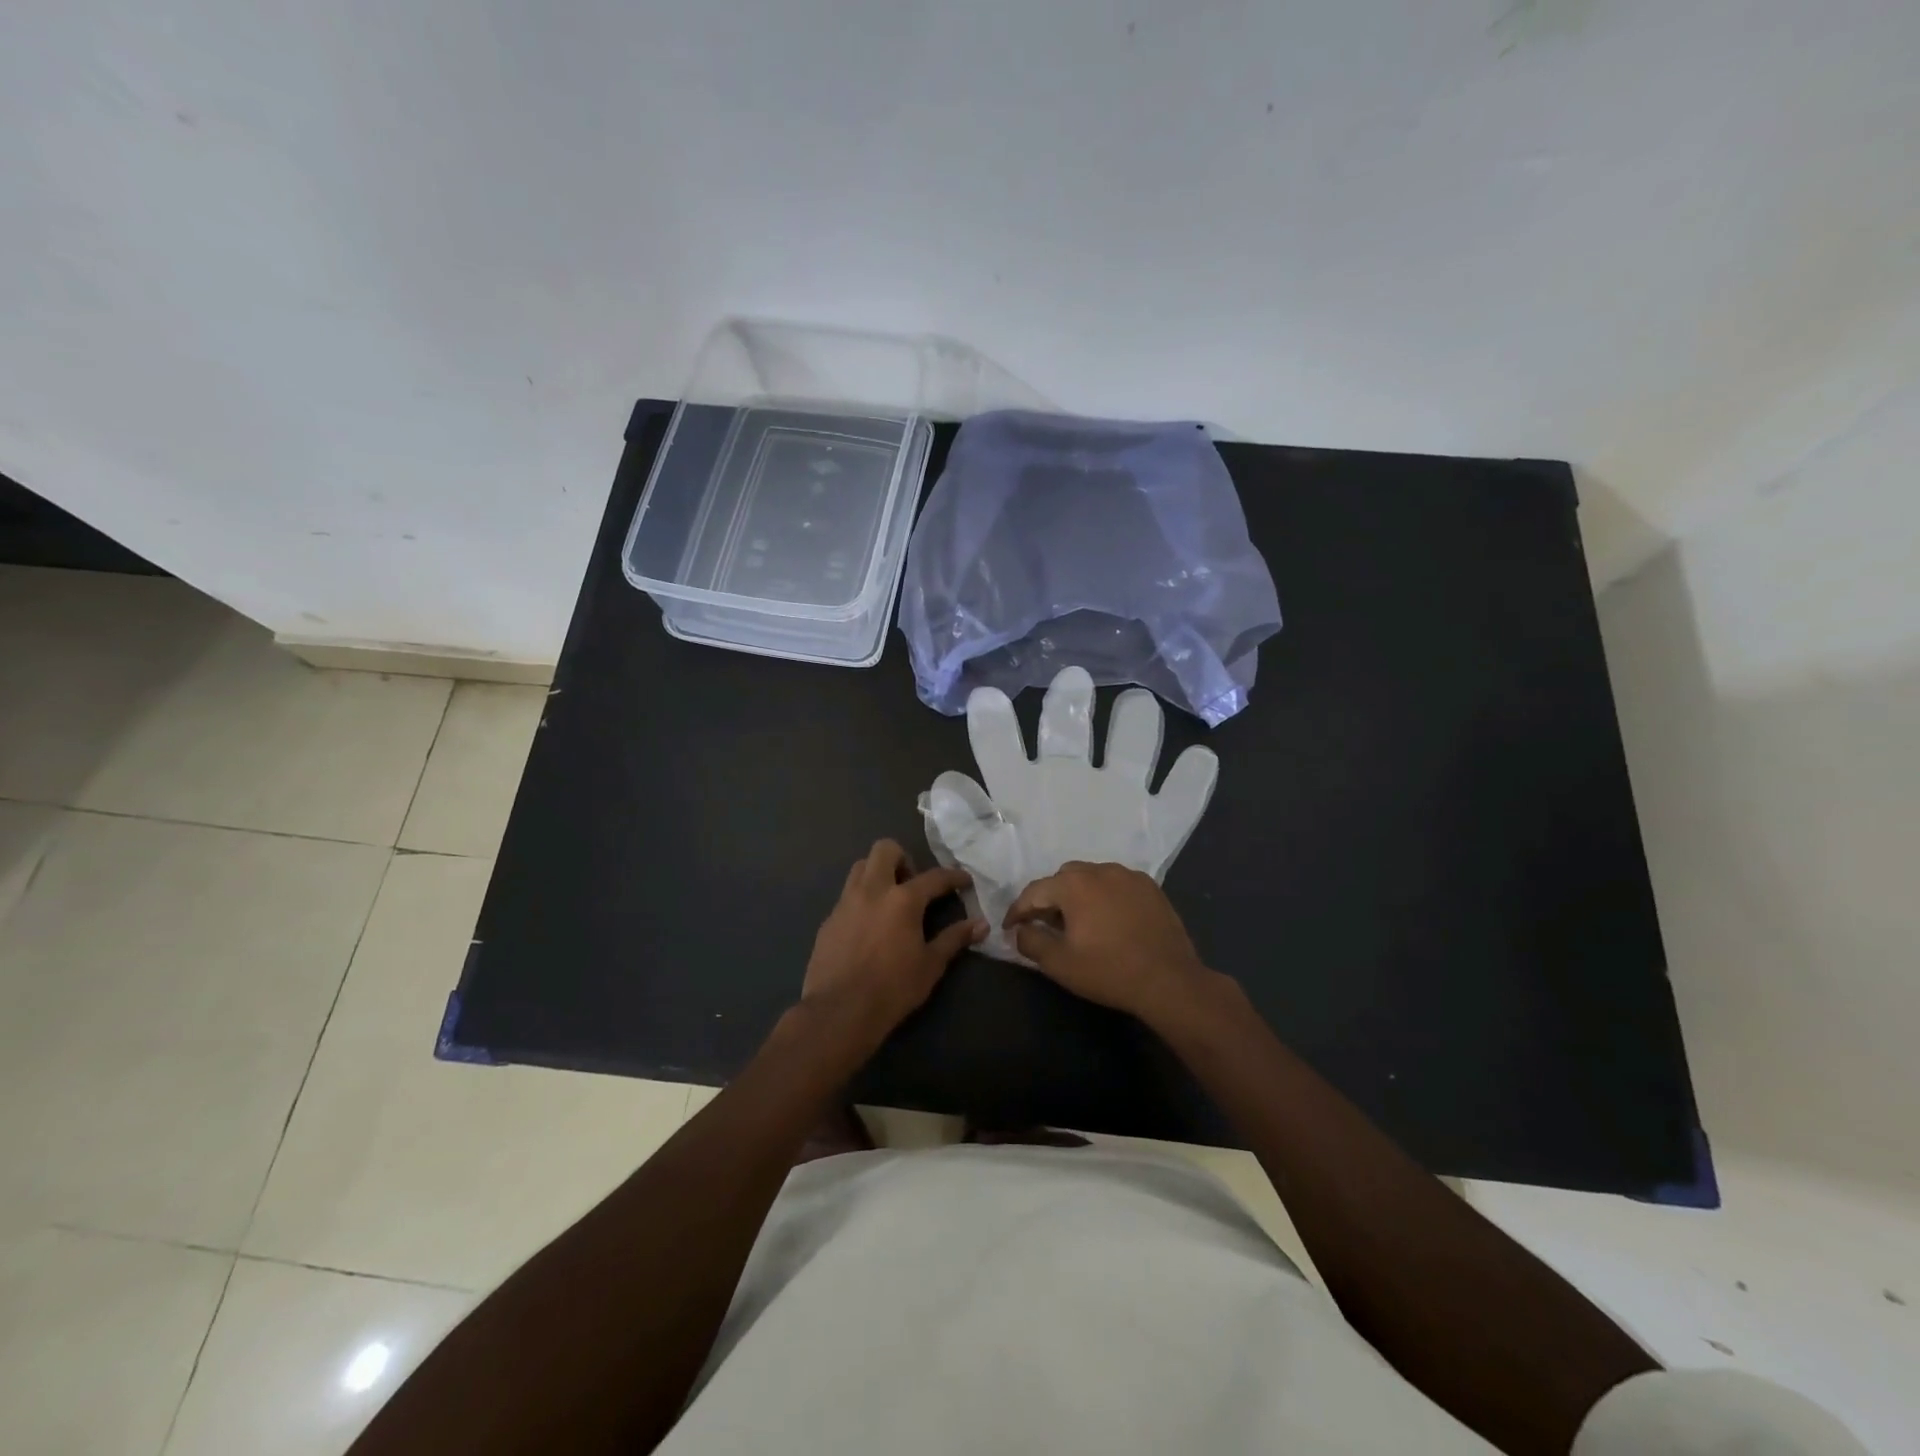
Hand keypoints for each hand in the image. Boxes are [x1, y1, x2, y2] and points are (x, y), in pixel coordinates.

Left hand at [803, 840, 984, 1035]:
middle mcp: (872, 891)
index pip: (934, 877)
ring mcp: (846, 903)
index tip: (964, 881)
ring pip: (860, 867)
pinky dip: (862, 899)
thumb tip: (982, 924)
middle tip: (913, 884)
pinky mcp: (829, 920)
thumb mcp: (930, 965)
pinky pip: (847, 896)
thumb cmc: (892, 989)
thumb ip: (955, 939)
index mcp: (903, 900)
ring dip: (878, 873)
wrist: (839, 1011)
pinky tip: (868, 926)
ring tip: (890, 900)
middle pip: (885, 849)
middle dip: (903, 858)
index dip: (953, 876)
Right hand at [1004, 861, 1215, 1021]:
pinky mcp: (1150, 887)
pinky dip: (1105, 895)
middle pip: (1063, 878)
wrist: (1169, 980)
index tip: (1010, 928)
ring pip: (1092, 877)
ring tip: (1079, 921)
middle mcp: (1100, 870)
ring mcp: (1128, 876)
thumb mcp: (1059, 963)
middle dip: (1049, 898)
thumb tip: (1020, 930)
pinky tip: (1109, 919)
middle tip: (1046, 924)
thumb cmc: (1108, 971)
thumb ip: (1031, 942)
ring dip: (1079, 894)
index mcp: (1074, 884)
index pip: (1034, 891)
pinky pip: (1117, 884)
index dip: (1018, 911)